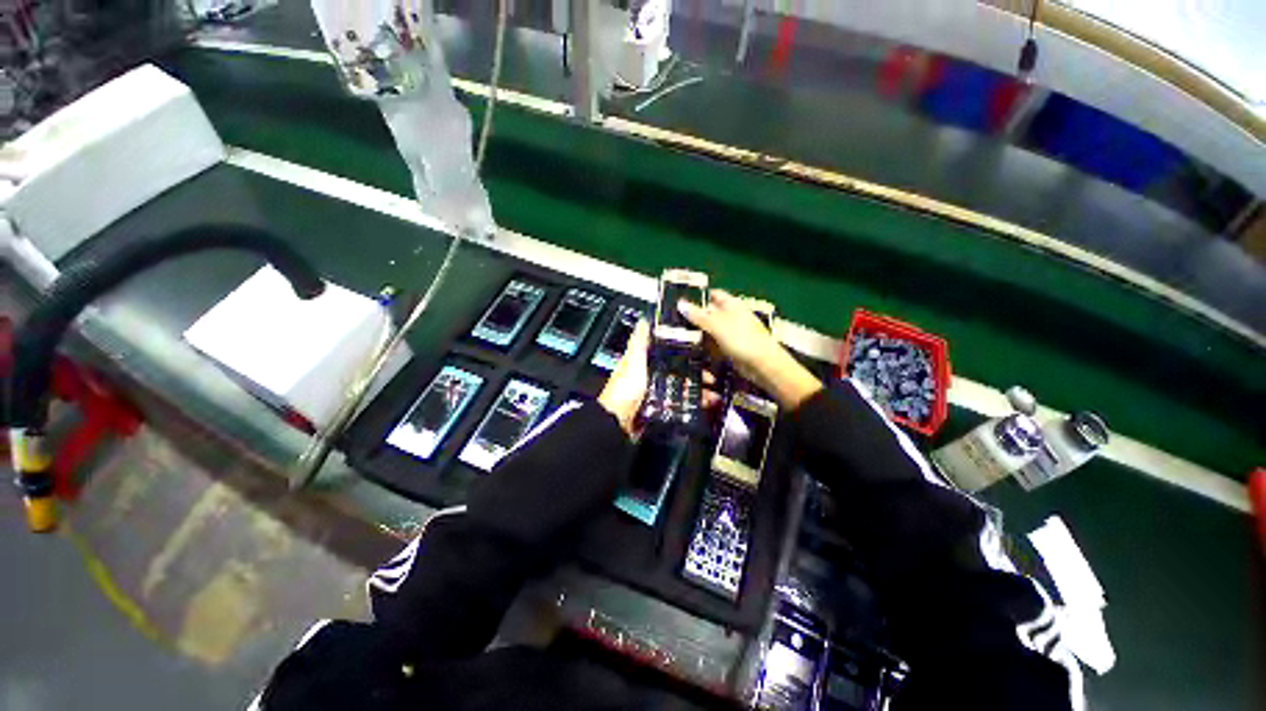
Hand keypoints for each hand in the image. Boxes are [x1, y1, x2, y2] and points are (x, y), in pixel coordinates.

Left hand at [598, 320, 723, 435]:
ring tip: (713, 393)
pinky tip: (707, 403)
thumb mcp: (632, 360)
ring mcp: (657, 394)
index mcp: (644, 362)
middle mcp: (651, 376)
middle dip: (696, 372)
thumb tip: (645, 319)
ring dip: (698, 389)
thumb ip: (639, 341)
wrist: (618, 423)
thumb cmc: (625, 388)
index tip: (702, 351)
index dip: (685, 351)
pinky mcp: (661, 410)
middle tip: (712, 376)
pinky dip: (694, 404)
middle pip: (679, 371)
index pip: (669, 353)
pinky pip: (681, 405)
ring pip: (682, 388)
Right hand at [679, 290, 821, 409]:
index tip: (680, 301)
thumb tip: (680, 304)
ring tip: (675, 334)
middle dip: (694, 316)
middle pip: (709, 313)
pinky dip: (703, 345)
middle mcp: (731, 316)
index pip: (713, 295)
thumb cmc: (742, 339)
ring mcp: (731, 333)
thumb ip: (698, 316)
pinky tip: (690, 348)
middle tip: (672, 320)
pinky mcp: (729, 348)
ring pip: (709, 330)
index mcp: (731, 305)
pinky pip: (712, 344)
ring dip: (696, 332)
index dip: (698, 297)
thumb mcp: (717, 325)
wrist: (762, 365)